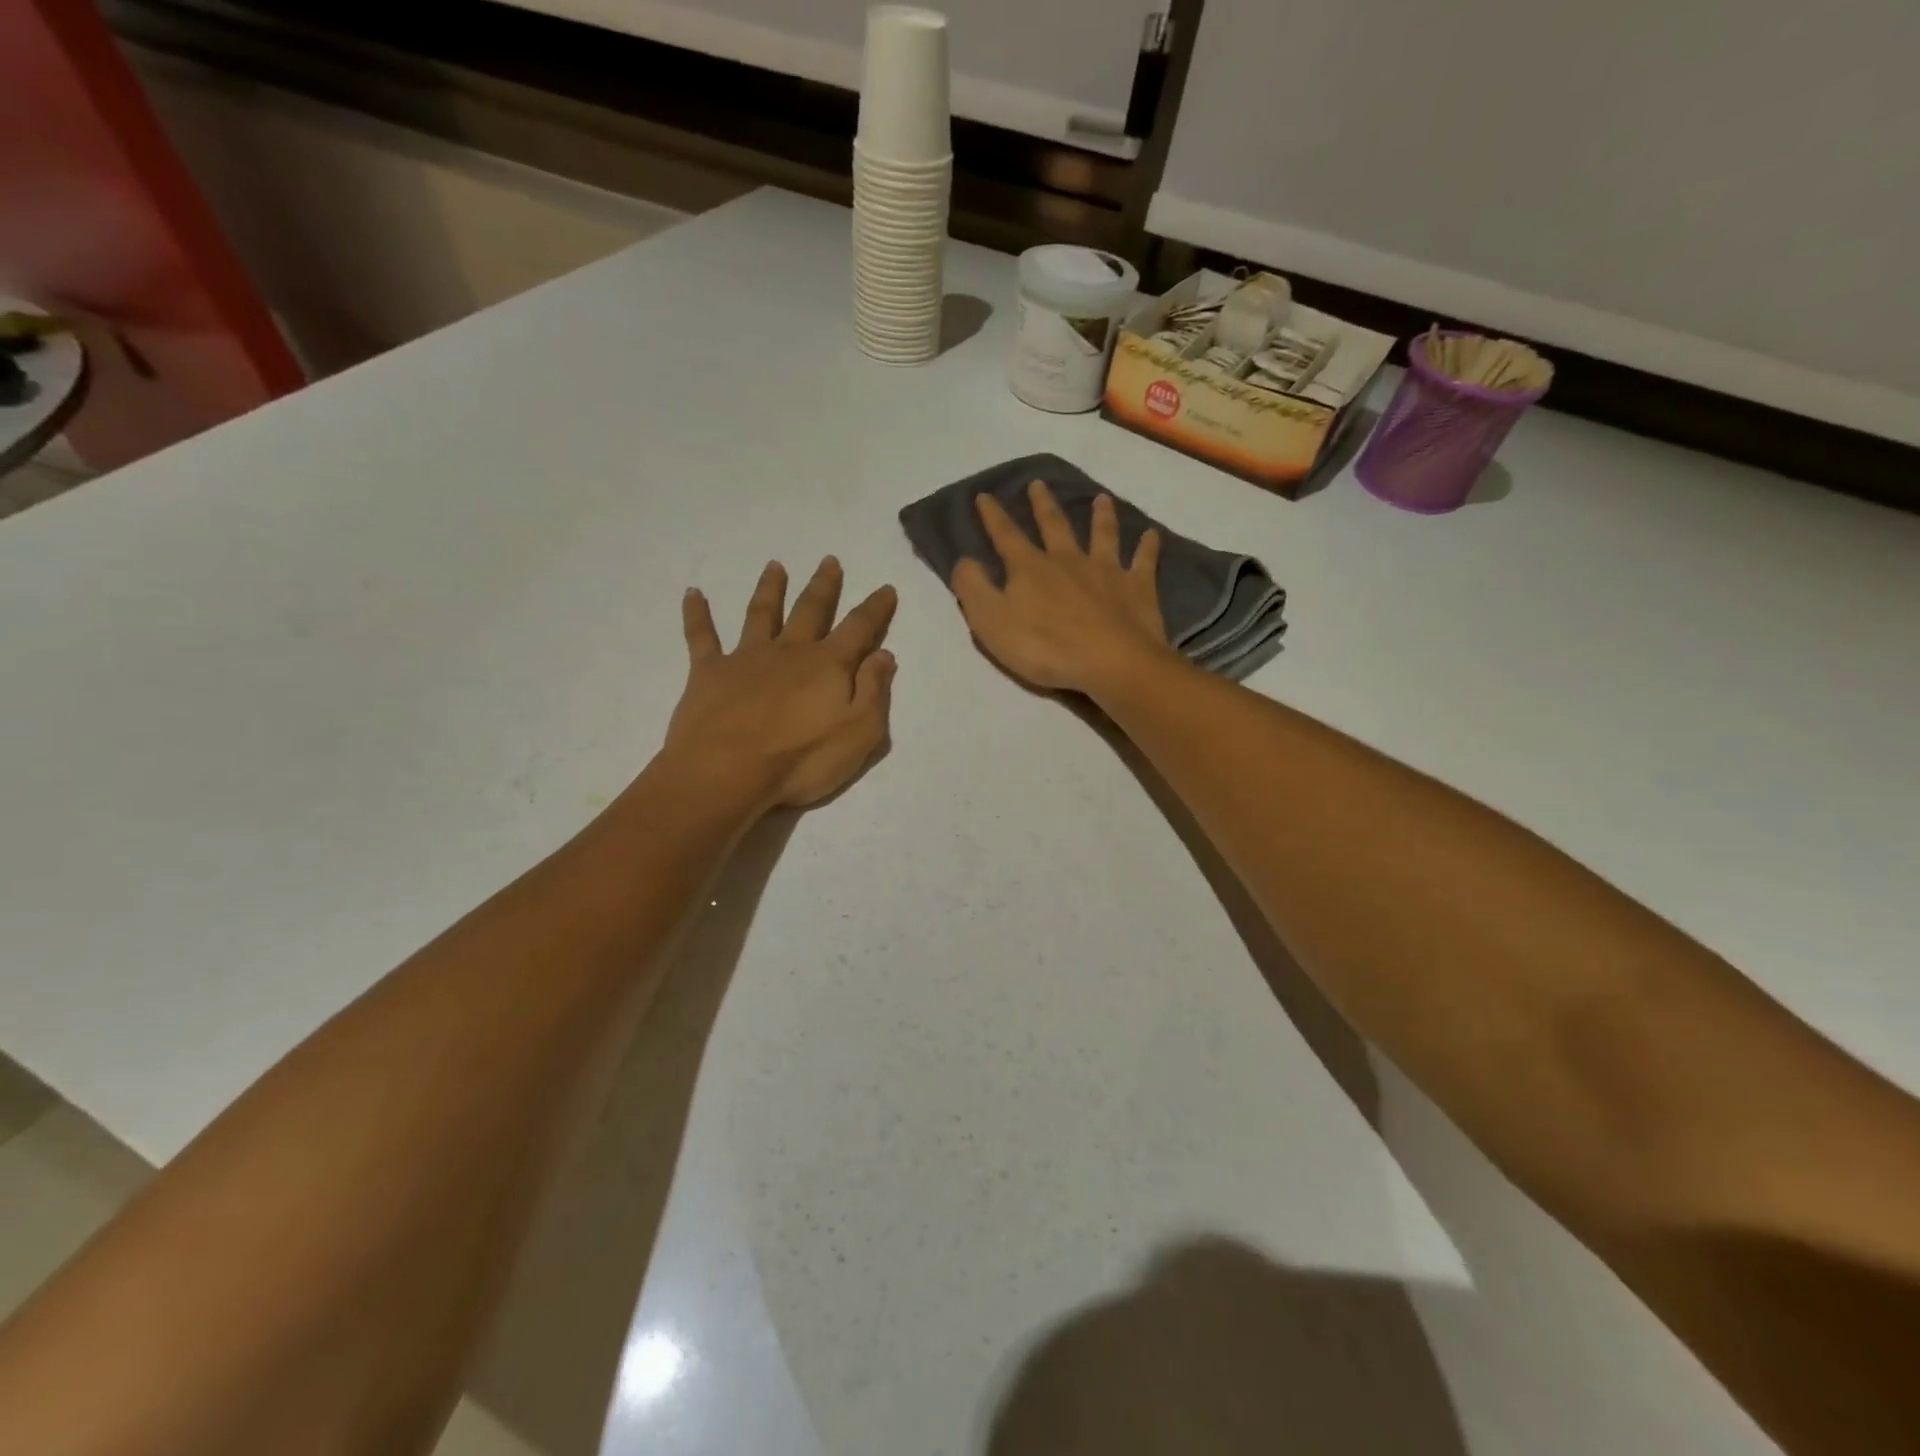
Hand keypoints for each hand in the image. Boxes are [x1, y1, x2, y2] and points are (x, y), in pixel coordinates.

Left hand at [666, 558, 896, 808]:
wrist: (727, 772)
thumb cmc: (801, 760)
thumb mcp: (859, 733)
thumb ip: (874, 691)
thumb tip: (884, 654)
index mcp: (828, 665)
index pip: (859, 628)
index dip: (875, 608)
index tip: (886, 588)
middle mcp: (789, 651)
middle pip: (810, 610)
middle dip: (823, 586)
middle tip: (829, 561)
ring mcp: (746, 657)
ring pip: (761, 613)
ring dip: (770, 588)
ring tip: (775, 566)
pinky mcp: (709, 672)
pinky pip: (701, 636)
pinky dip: (697, 614)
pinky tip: (692, 594)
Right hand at [950, 481, 1174, 695]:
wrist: (1110, 662)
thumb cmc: (1044, 647)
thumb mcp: (991, 621)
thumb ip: (973, 588)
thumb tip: (964, 560)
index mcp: (1030, 568)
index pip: (1006, 536)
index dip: (992, 516)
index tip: (984, 495)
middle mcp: (1067, 560)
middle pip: (1054, 525)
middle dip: (1042, 504)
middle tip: (1038, 484)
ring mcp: (1106, 570)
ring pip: (1102, 534)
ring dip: (1100, 515)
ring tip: (1101, 498)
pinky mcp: (1137, 587)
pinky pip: (1143, 560)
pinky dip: (1147, 546)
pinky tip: (1152, 534)